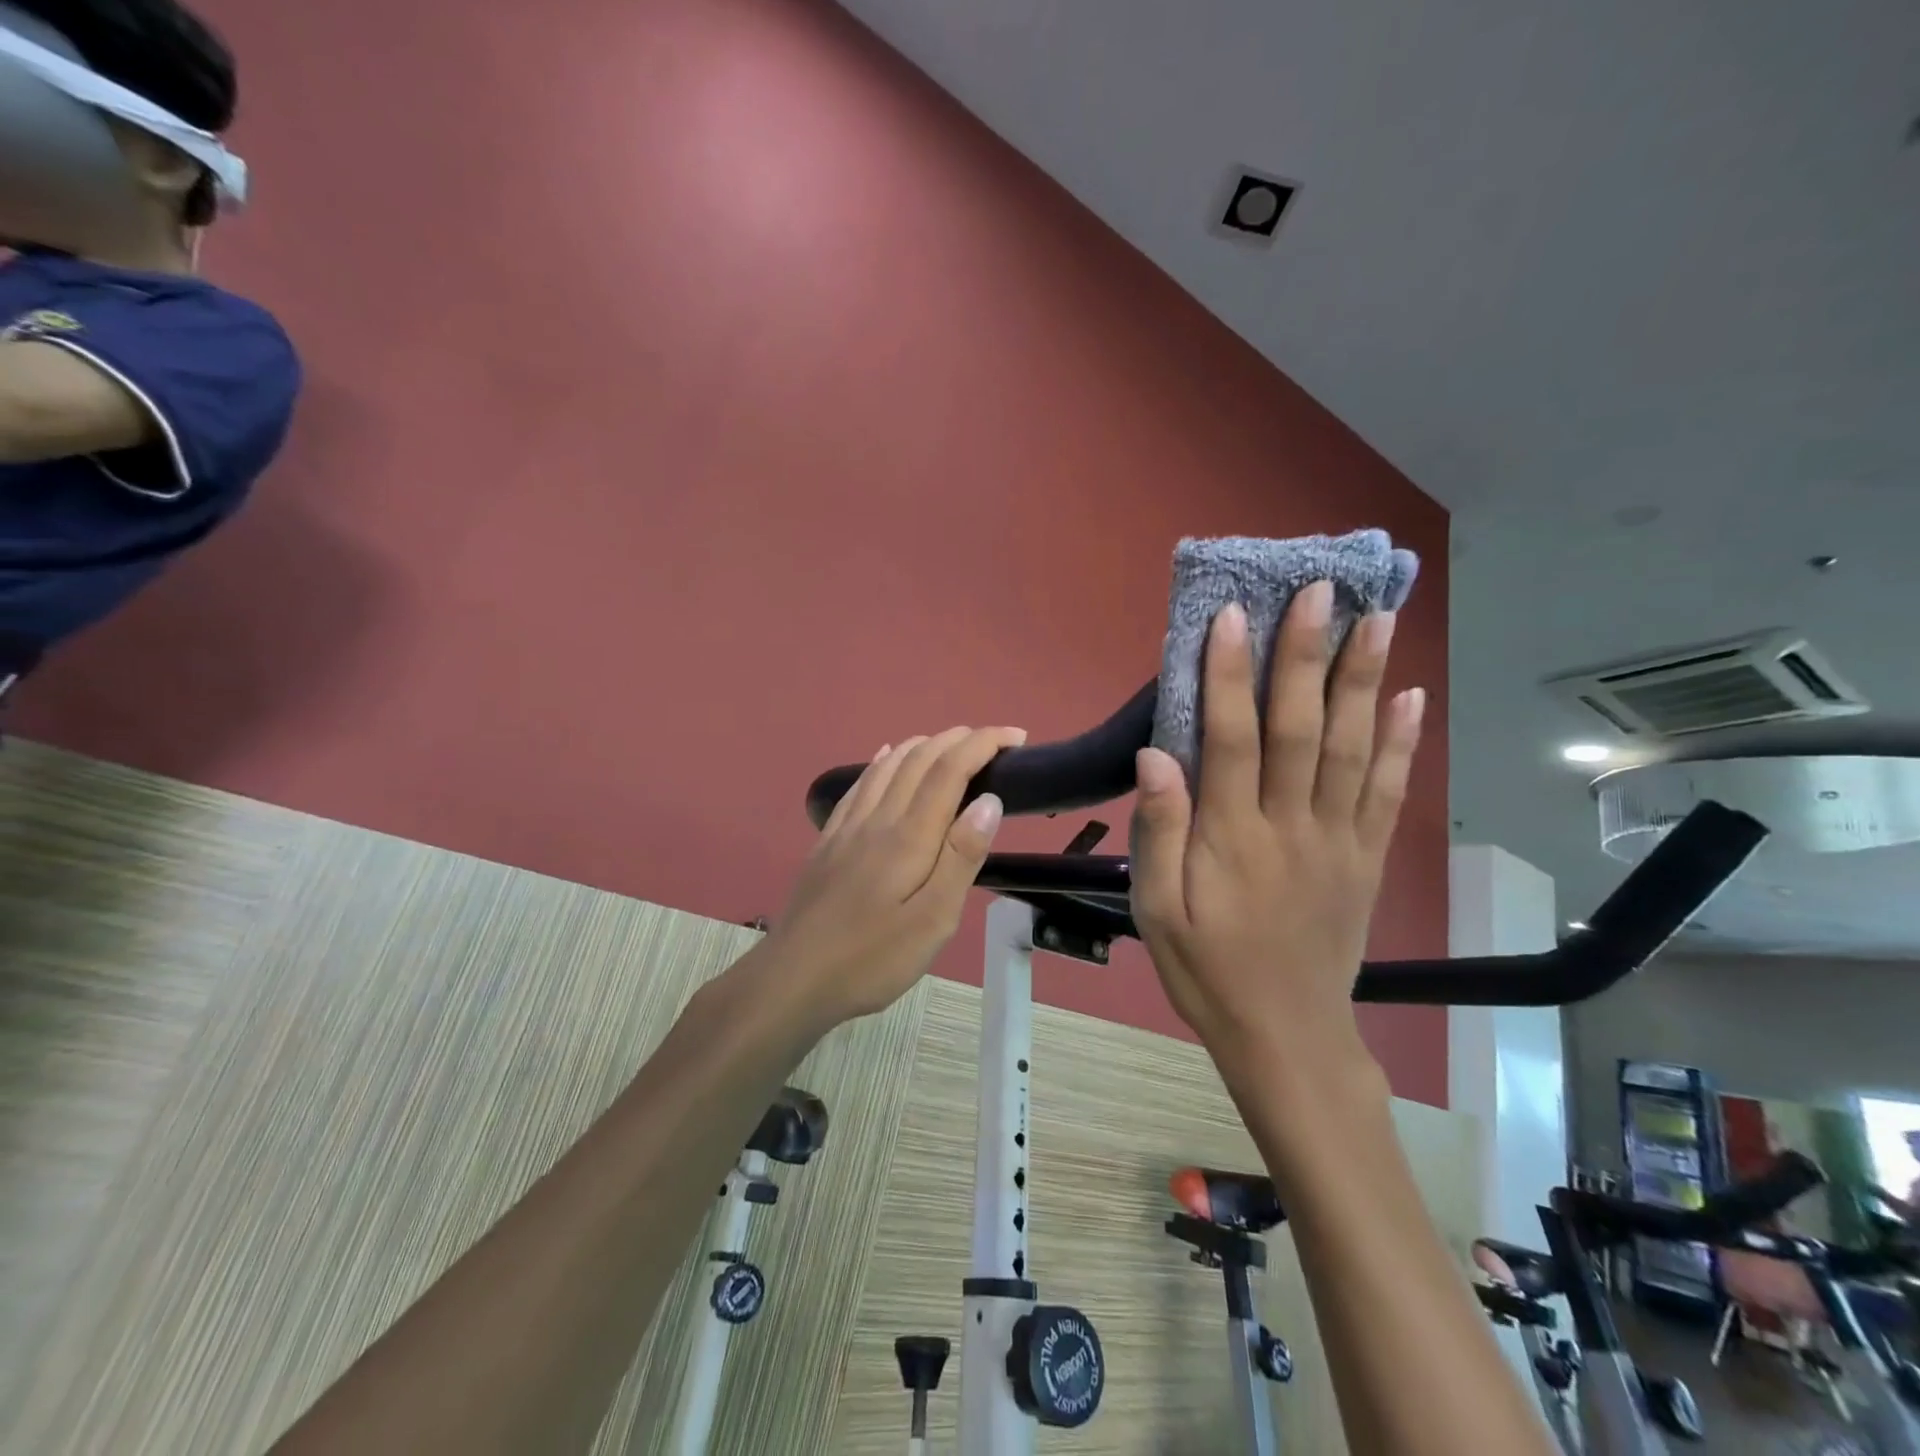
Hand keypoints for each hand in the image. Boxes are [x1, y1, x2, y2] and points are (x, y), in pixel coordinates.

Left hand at [760, 726, 1024, 1027]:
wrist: (793, 979)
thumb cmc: (872, 959)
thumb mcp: (932, 921)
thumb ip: (961, 857)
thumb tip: (989, 800)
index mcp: (909, 836)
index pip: (950, 769)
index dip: (984, 743)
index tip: (1017, 736)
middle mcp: (878, 818)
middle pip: (919, 757)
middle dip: (960, 738)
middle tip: (994, 740)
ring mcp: (848, 827)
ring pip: (888, 764)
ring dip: (924, 743)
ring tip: (952, 744)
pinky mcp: (829, 840)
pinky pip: (860, 783)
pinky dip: (883, 761)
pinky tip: (886, 756)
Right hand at [1129, 581, 1424, 1073]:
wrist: (1286, 1034)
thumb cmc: (1208, 969)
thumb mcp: (1157, 911)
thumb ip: (1159, 832)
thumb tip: (1158, 756)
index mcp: (1234, 839)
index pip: (1233, 740)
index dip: (1229, 675)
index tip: (1232, 616)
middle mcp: (1293, 826)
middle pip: (1304, 729)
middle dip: (1308, 656)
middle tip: (1320, 591)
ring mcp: (1340, 840)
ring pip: (1355, 749)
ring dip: (1366, 681)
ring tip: (1378, 619)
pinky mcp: (1369, 858)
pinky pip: (1390, 792)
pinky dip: (1403, 742)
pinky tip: (1412, 697)